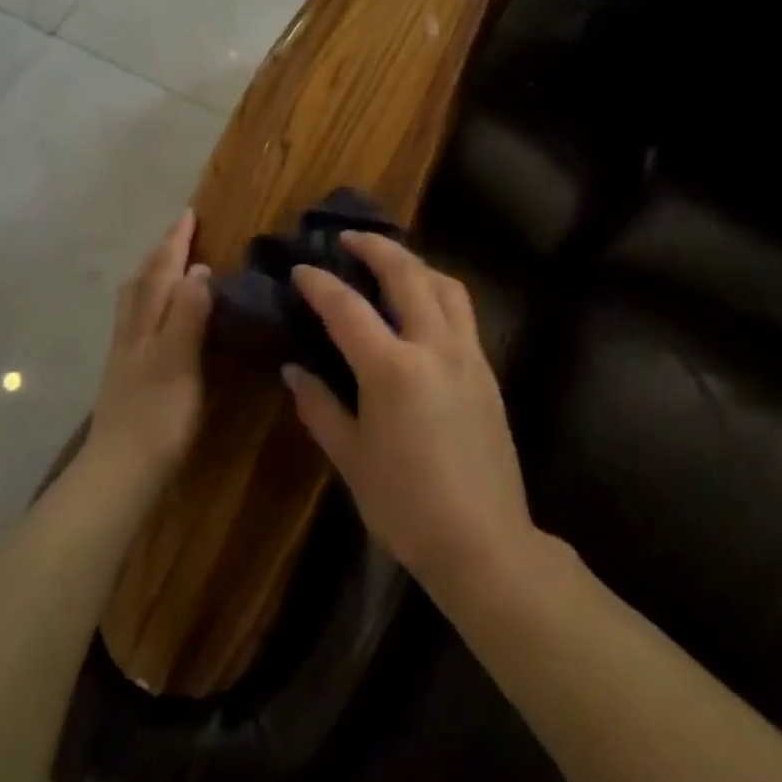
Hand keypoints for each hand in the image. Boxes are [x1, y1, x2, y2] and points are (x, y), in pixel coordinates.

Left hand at [87, 209, 211, 479]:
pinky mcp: (125, 374)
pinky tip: (154, 317)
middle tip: (178, 233)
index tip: (188, 213)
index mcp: (147, 321)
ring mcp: (125, 352)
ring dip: (150, 274)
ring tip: (163, 265)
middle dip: (161, 253)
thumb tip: (199, 268)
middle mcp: (132, 329)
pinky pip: (135, 320)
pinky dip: (147, 301)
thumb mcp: (180, 360)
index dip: (176, 242)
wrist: (119, 470)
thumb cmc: (157, 415)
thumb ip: (189, 314)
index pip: (163, 271)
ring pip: (134, 299)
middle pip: (143, 280)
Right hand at [285, 233, 535, 594]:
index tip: (301, 268)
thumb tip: (293, 370)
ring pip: (444, 285)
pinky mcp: (488, 370)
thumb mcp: (351, 459)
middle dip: (375, 248)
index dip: (320, 283)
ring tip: (390, 262)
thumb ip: (320, 407)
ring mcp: (468, 355)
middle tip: (349, 238)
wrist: (485, 543)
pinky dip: (438, 290)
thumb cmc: (406, 506)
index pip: (347, 308)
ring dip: (414, 263)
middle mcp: (434, 347)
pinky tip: (423, 304)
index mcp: (392, 369)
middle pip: (406, 275)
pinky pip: (463, 311)